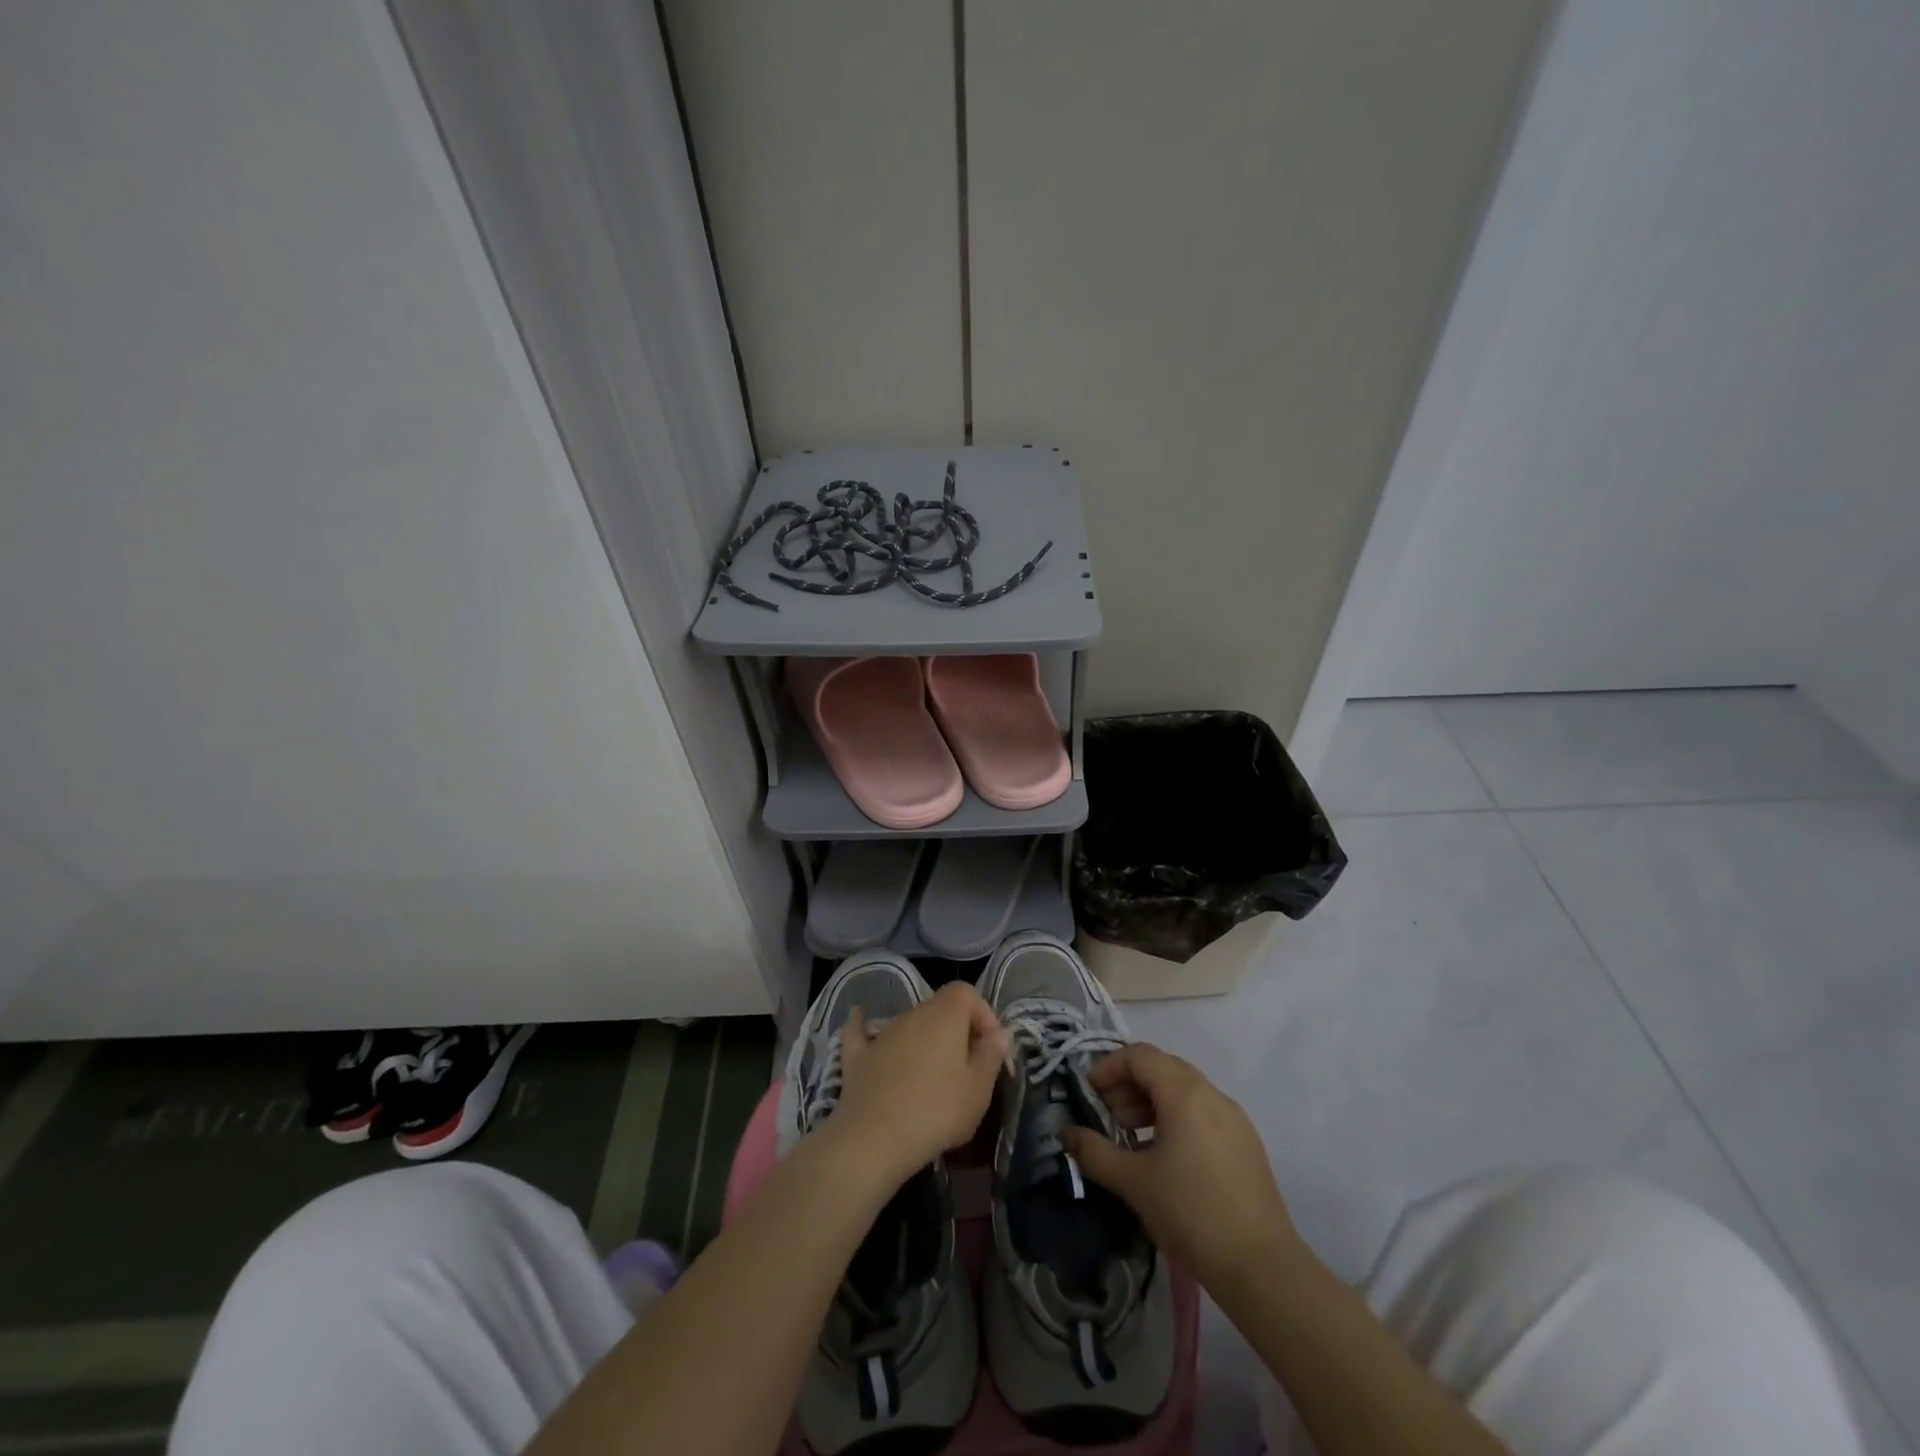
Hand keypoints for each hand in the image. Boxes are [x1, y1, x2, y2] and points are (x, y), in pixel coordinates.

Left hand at [830, 982, 1010, 1186]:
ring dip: (923, 1038)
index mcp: (945, 1015)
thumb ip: (992, 1055)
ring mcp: (882, 1032)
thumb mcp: (979, 1089)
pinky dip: (863, 1026)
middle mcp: (913, 1013)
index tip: (990, 1046)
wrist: (876, 1138)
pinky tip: (859, 1017)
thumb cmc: (938, 1111)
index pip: (967, 992)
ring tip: (933, 1074)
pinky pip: (861, 1032)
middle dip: (956, 1029)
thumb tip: (1001, 1031)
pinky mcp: (857, 1055)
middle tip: (966, 1065)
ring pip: (908, 1023)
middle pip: (938, 1007)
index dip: (982, 1013)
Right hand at [1062, 1042, 1301, 1289]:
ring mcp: (1234, 1119)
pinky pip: (1203, 1113)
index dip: (1109, 1066)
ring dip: (1151, 1102)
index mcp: (1184, 1093)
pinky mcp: (1246, 1144)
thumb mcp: (1133, 1182)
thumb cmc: (1190, 1212)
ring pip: (1184, 1091)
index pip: (1140, 1056)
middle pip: (1163, 1069)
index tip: (1090, 1092)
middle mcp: (1212, 1094)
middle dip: (1129, 1085)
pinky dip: (1176, 1118)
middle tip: (1107, 1115)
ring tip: (1131, 1136)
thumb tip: (1066, 1134)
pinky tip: (1164, 1156)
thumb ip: (1095, 1152)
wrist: (1261, 1267)